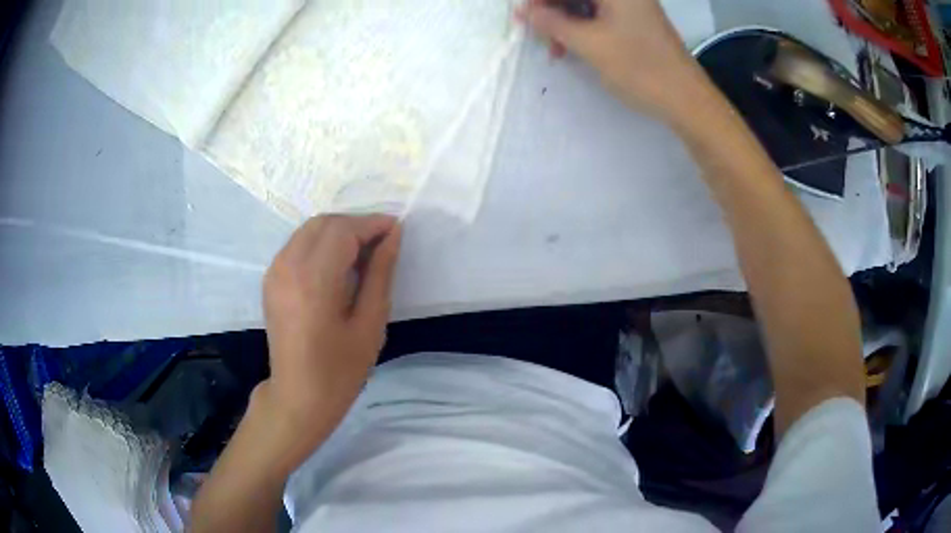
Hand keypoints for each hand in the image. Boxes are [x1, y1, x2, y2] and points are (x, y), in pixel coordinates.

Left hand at [261, 215, 401, 447]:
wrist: (298, 396)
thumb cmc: (340, 369)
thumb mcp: (370, 324)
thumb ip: (380, 273)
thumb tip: (393, 235)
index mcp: (314, 280)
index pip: (344, 230)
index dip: (372, 224)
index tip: (396, 230)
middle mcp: (288, 266)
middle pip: (325, 222)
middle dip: (356, 224)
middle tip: (382, 243)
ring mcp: (274, 271)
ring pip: (309, 229)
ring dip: (338, 232)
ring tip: (362, 253)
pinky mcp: (270, 278)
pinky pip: (298, 244)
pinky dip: (320, 243)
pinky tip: (336, 264)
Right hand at [517, 0, 702, 118]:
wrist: (687, 100)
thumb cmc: (641, 68)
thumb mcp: (589, 44)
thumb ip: (552, 23)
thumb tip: (522, 11)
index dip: (541, 0)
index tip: (525, 16)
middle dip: (553, 9)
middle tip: (539, 34)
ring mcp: (632, 7)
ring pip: (585, 5)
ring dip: (565, 22)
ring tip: (556, 49)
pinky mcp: (635, 22)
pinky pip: (599, 16)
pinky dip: (583, 29)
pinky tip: (573, 47)